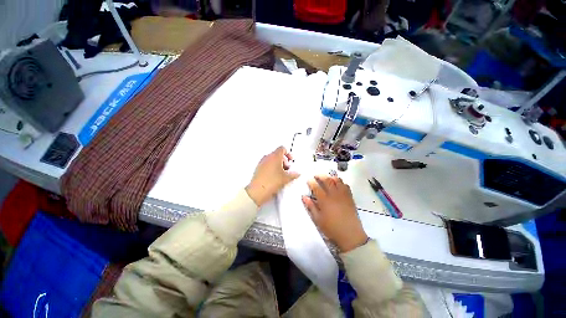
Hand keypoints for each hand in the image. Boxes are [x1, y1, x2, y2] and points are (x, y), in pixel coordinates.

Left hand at [246, 146, 299, 205]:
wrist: (258, 191)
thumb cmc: (271, 182)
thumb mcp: (286, 178)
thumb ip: (294, 174)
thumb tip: (296, 173)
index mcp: (275, 156)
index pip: (282, 148)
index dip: (288, 154)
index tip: (291, 160)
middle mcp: (267, 157)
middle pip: (277, 154)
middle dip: (284, 161)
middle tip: (288, 168)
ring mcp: (262, 162)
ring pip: (272, 159)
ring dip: (278, 164)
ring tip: (282, 174)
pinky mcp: (258, 168)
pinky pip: (267, 165)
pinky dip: (272, 168)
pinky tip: (275, 177)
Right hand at [302, 175, 367, 251]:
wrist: (350, 235)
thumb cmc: (331, 228)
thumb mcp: (318, 219)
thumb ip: (311, 207)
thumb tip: (304, 197)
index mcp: (324, 200)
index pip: (316, 187)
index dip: (311, 182)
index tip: (308, 179)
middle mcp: (334, 195)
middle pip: (327, 180)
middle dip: (321, 176)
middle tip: (316, 175)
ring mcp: (343, 195)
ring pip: (337, 181)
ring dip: (331, 177)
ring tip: (327, 178)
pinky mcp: (350, 197)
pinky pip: (346, 186)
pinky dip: (341, 182)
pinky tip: (338, 184)